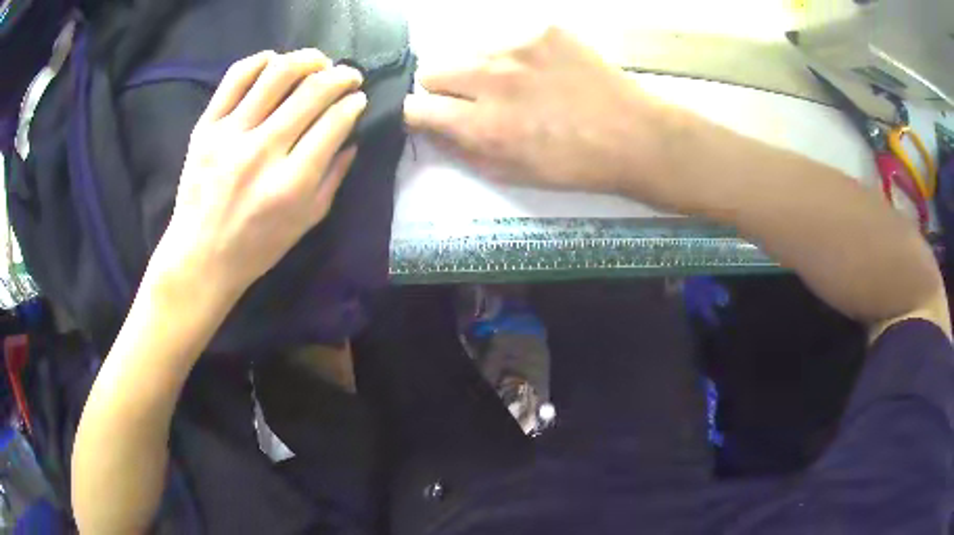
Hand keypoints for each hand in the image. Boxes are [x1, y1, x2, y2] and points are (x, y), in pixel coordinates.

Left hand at [148, 49, 365, 301]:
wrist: (199, 257)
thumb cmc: (257, 248)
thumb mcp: (306, 222)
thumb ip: (334, 176)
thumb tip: (351, 135)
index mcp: (291, 183)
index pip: (334, 122)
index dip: (354, 103)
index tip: (358, 99)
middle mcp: (261, 152)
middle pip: (312, 91)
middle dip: (341, 76)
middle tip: (348, 76)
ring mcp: (229, 135)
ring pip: (277, 73)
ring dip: (308, 59)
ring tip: (318, 62)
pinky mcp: (206, 127)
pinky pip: (236, 77)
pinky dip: (261, 61)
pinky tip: (275, 62)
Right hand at [404, 27, 667, 195]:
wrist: (634, 135)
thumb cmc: (575, 164)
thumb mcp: (512, 173)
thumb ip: (463, 151)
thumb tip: (433, 130)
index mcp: (484, 125)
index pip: (416, 106)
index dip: (418, 113)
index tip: (431, 116)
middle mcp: (493, 78)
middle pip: (432, 69)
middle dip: (443, 87)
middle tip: (473, 99)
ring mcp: (520, 48)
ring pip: (470, 50)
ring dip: (480, 68)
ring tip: (515, 84)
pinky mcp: (545, 30)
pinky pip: (509, 38)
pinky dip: (516, 55)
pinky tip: (544, 70)